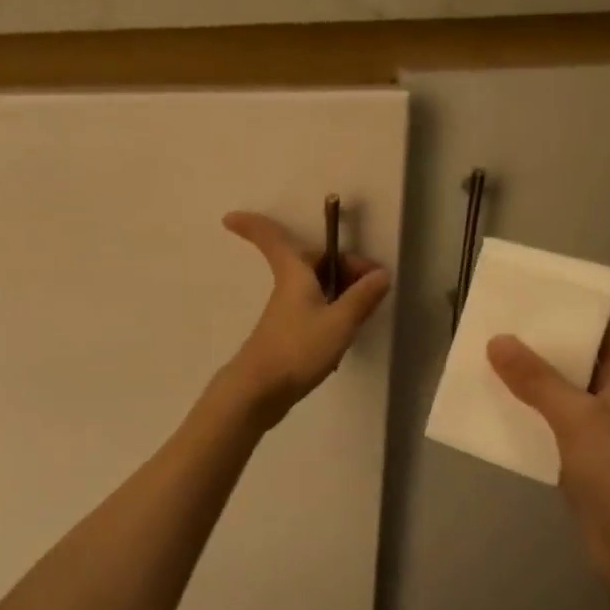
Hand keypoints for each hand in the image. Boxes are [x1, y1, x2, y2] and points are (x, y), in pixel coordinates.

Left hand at [221, 211, 391, 423]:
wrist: (260, 392)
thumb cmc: (297, 349)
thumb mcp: (340, 322)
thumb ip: (362, 298)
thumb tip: (381, 274)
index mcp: (294, 274)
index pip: (273, 240)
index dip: (254, 225)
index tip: (228, 217)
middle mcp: (287, 288)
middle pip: (311, 263)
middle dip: (341, 265)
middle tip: (372, 285)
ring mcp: (285, 313)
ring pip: (316, 288)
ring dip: (341, 291)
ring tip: (364, 312)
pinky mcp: (288, 335)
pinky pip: (314, 310)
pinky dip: (333, 312)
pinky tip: (347, 333)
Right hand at [486, 328, 609, 604]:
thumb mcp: (578, 419)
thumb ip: (537, 380)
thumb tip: (496, 340)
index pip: (605, 329)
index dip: (575, 307)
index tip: (535, 290)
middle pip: (575, 358)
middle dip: (540, 340)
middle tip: (496, 318)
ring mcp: (594, 431)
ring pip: (556, 391)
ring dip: (526, 376)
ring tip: (483, 354)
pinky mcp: (576, 460)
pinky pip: (545, 423)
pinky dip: (522, 411)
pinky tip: (490, 404)